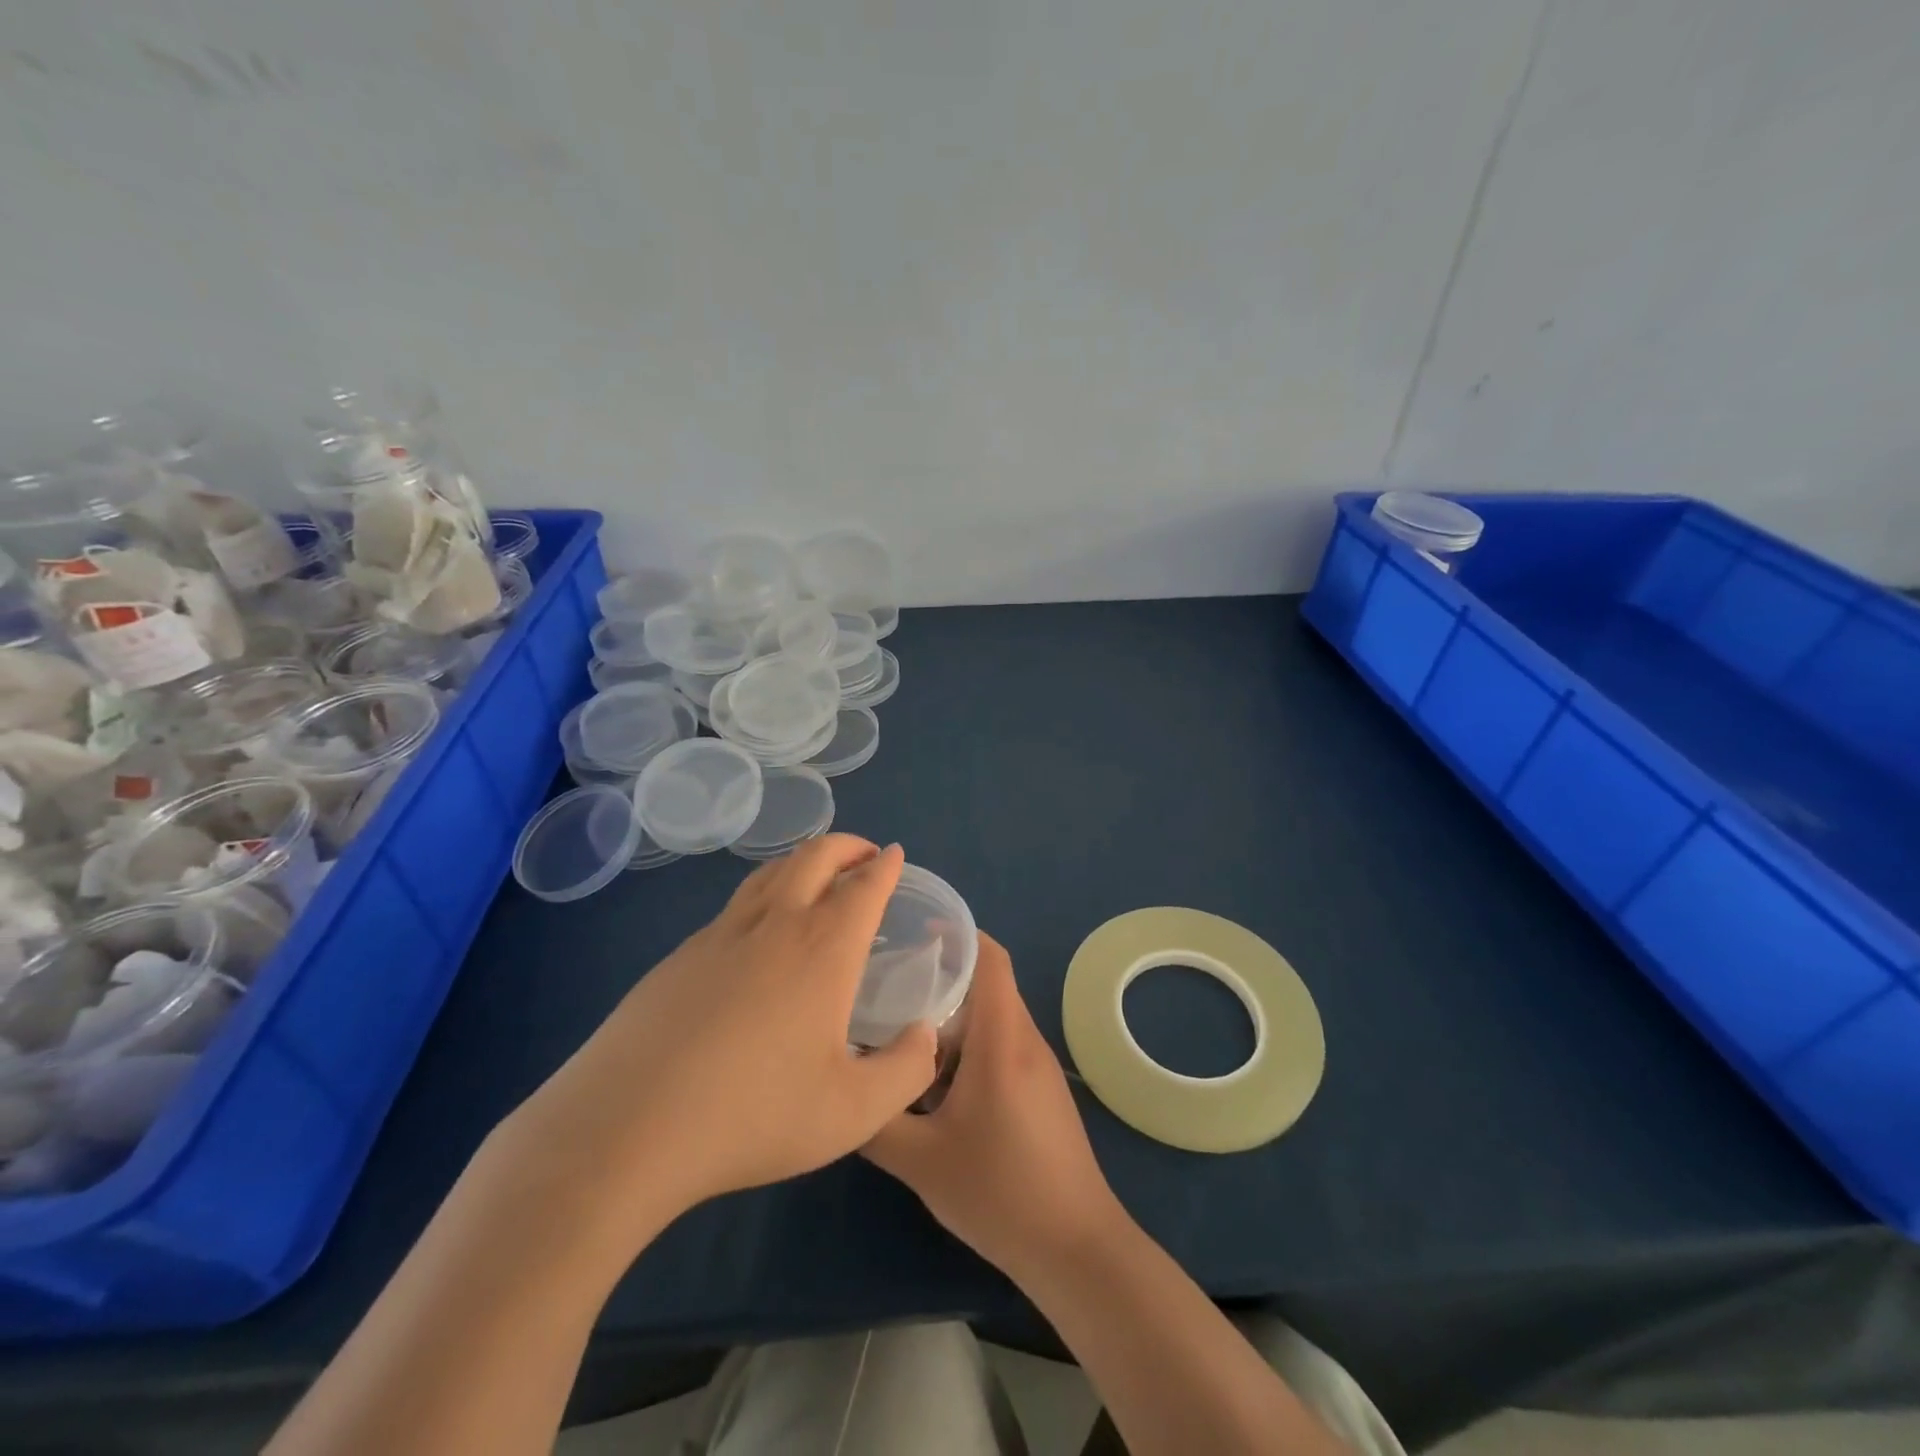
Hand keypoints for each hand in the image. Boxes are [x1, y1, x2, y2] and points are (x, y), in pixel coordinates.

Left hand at [498, 837, 937, 1242]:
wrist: (627, 1126)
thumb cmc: (753, 1114)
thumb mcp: (853, 1112)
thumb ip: (905, 1070)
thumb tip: (925, 1033)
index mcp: (823, 947)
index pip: (864, 886)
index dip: (885, 865)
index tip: (895, 855)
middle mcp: (775, 923)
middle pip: (814, 856)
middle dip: (846, 845)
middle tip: (864, 855)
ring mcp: (720, 934)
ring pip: (770, 872)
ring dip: (803, 861)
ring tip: (818, 877)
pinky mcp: (680, 955)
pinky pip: (736, 905)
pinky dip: (765, 895)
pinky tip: (760, 934)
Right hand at [864, 933, 1123, 1278]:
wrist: (1075, 1247)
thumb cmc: (1000, 1192)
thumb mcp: (920, 1161)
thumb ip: (875, 1121)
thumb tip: (841, 1088)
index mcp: (1002, 1039)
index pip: (991, 958)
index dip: (959, 933)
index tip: (916, 931)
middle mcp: (1025, 1039)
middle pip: (987, 984)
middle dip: (942, 976)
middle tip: (891, 982)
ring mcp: (1039, 1065)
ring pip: (993, 1017)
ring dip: (953, 1016)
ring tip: (903, 1028)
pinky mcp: (1041, 1089)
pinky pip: (1002, 1044)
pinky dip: (969, 1044)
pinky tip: (935, 1078)